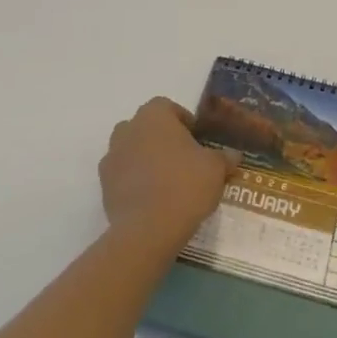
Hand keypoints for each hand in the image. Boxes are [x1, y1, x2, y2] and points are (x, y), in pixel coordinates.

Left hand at [98, 97, 233, 251]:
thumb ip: (224, 157)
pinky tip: (152, 199)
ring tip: (167, 182)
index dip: (184, 122)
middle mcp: (128, 129)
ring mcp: (112, 156)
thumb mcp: (215, 169)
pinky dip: (135, 181)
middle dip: (162, 139)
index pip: (168, 107)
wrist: (147, 229)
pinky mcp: (104, 185)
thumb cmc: (185, 185)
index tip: (197, 141)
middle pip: (147, 127)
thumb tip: (233, 155)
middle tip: (183, 160)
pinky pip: (123, 175)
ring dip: (146, 159)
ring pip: (132, 150)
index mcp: (154, 115)